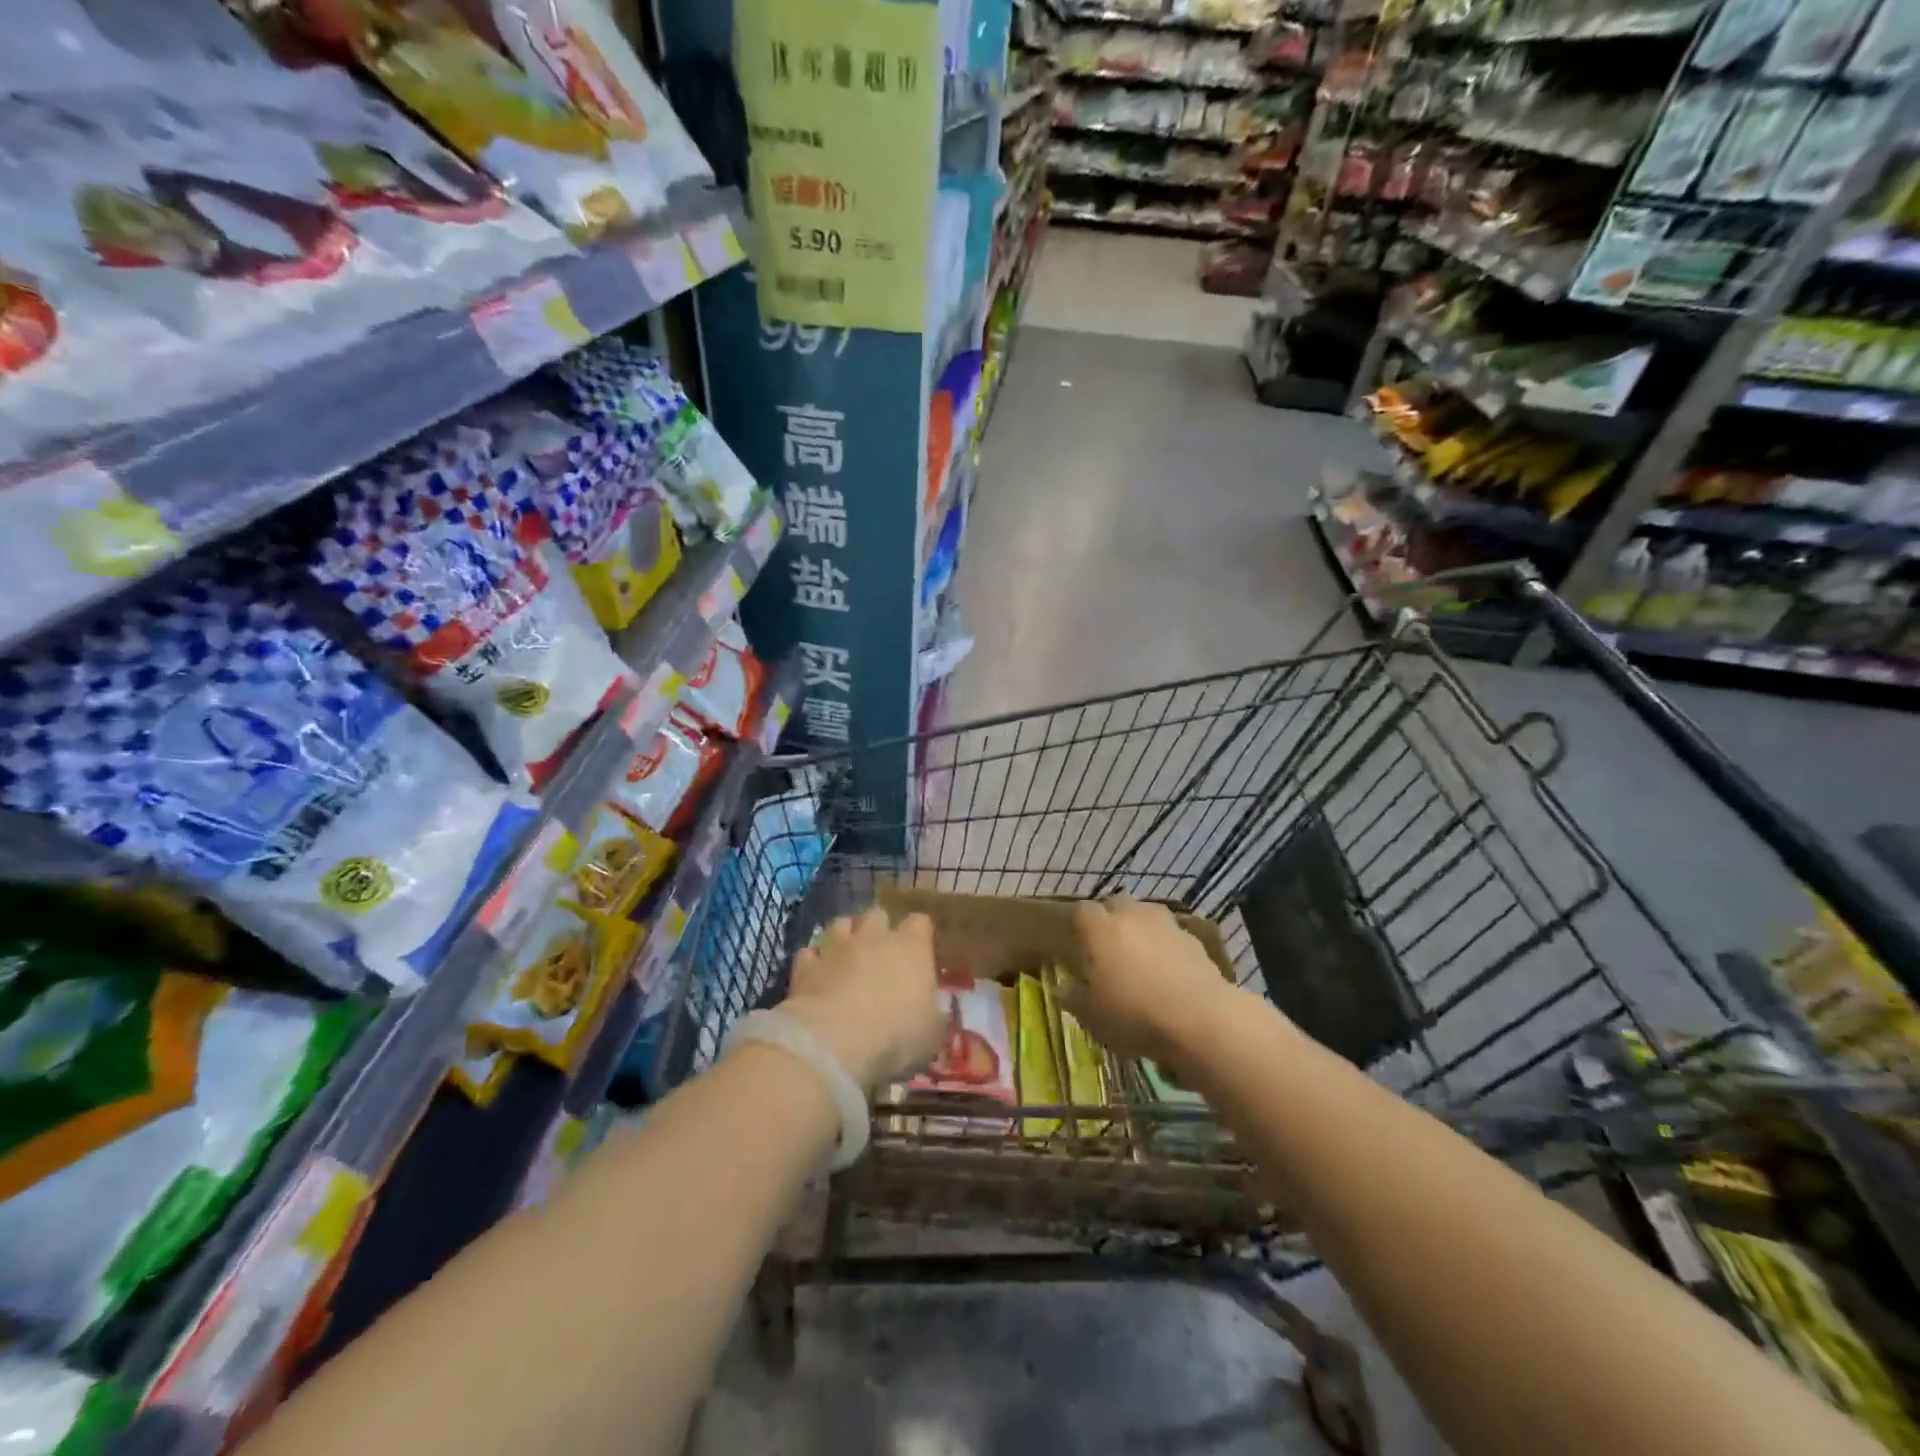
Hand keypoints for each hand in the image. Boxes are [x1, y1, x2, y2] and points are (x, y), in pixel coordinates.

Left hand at [779, 908, 942, 1090]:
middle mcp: (874, 937)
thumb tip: (931, 1012)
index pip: (920, 922)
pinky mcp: (806, 965)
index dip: (919, 933)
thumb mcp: (932, 1034)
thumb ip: (933, 1015)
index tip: (920, 950)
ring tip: (846, 956)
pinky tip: (817, 976)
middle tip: (880, 952)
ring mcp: (836, 947)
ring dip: (845, 936)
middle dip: (879, 928)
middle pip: (877, 914)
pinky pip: (811, 953)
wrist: (834, 1041)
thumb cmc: (896, 1036)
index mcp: (912, 947)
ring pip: (841, 924)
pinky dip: (815, 961)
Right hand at [1068, 898, 1244, 1072]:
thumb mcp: (1092, 1016)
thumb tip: (1063, 989)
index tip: (1079, 948)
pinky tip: (1169, 975)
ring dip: (1141, 931)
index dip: (1080, 927)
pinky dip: (1167, 948)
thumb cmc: (1133, 1013)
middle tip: (1109, 951)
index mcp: (1100, 927)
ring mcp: (1166, 924)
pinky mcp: (1194, 940)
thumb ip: (1074, 998)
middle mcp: (1131, 915)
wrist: (1200, 1018)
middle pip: (1116, 905)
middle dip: (1111, 921)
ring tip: (1141, 961)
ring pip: (1146, 916)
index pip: (1082, 912)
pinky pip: (1171, 936)